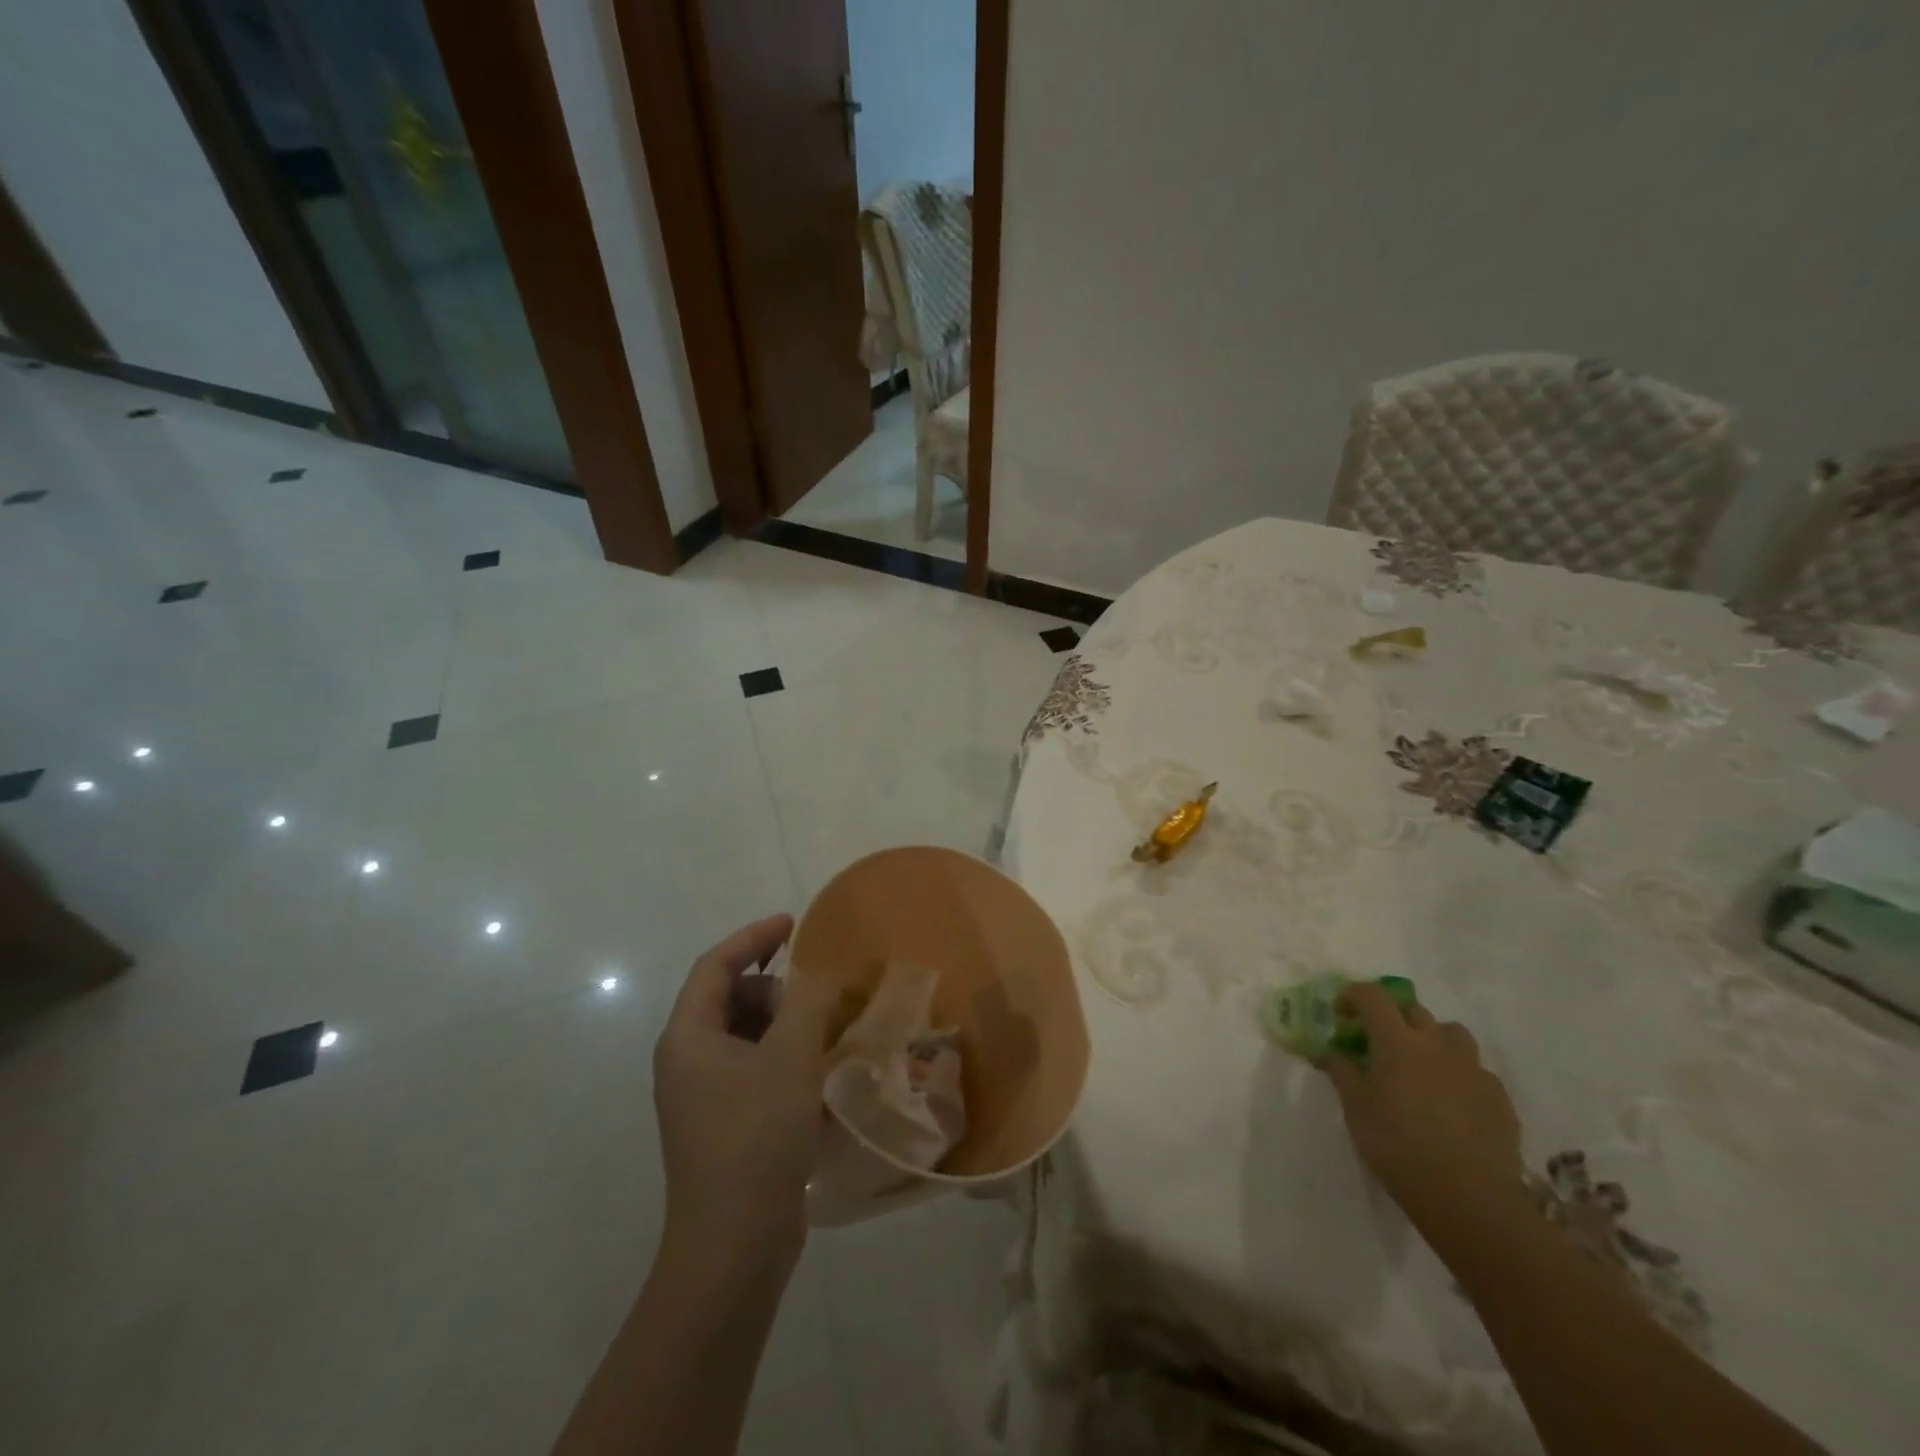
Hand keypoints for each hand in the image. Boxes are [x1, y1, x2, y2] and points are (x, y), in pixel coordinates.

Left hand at [653, 914, 837, 1275]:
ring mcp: (703, 1097)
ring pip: (746, 1037)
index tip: (793, 924)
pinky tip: (819, 1076)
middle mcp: (687, 1061)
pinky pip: (754, 1071)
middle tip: (816, 1002)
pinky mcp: (724, 1126)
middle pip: (730, 999)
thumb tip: (820, 976)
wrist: (734, 1246)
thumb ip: (808, 1001)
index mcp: (688, 1037)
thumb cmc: (756, 1136)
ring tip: (824, 1037)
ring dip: (785, 1026)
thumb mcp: (790, 1057)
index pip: (715, 965)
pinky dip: (784, 1059)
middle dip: (776, 989)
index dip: (754, 937)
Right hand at [1322, 984, 1524, 1217]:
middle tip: (1380, 1042)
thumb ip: (1343, 1073)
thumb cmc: (1399, 1148)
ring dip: (1432, 1039)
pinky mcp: (1499, 1097)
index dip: (1354, 995)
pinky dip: (1459, 1075)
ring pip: (1452, 1034)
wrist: (1470, 1199)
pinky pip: (1476, 1071)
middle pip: (1414, 1010)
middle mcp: (1437, 1045)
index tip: (1342, 1011)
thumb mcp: (1356, 1110)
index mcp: (1397, 1042)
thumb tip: (1334, 1051)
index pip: (1373, 996)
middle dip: (1393, 1017)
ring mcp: (1473, 1069)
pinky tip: (1452, 1103)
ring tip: (1422, 1067)